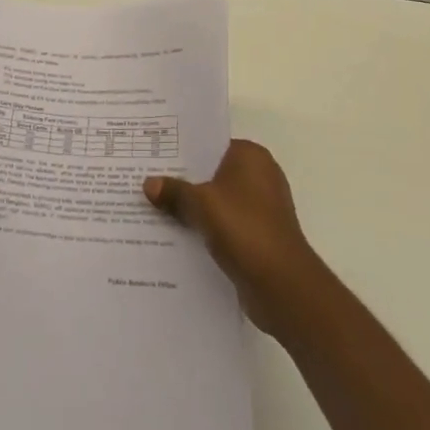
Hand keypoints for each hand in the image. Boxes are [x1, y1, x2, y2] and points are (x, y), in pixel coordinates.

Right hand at [145, 139, 328, 337]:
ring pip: (216, 201)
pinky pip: (224, 224)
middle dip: (183, 180)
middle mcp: (259, 176)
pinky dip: (204, 229)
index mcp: (251, 156)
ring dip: (192, 208)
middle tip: (146, 180)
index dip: (182, 150)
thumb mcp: (202, 205)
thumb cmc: (244, 228)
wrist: (282, 286)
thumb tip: (147, 183)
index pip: (210, 144)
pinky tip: (176, 236)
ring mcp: (260, 208)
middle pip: (212, 173)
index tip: (153, 154)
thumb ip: (174, 191)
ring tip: (153, 209)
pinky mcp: (258, 236)